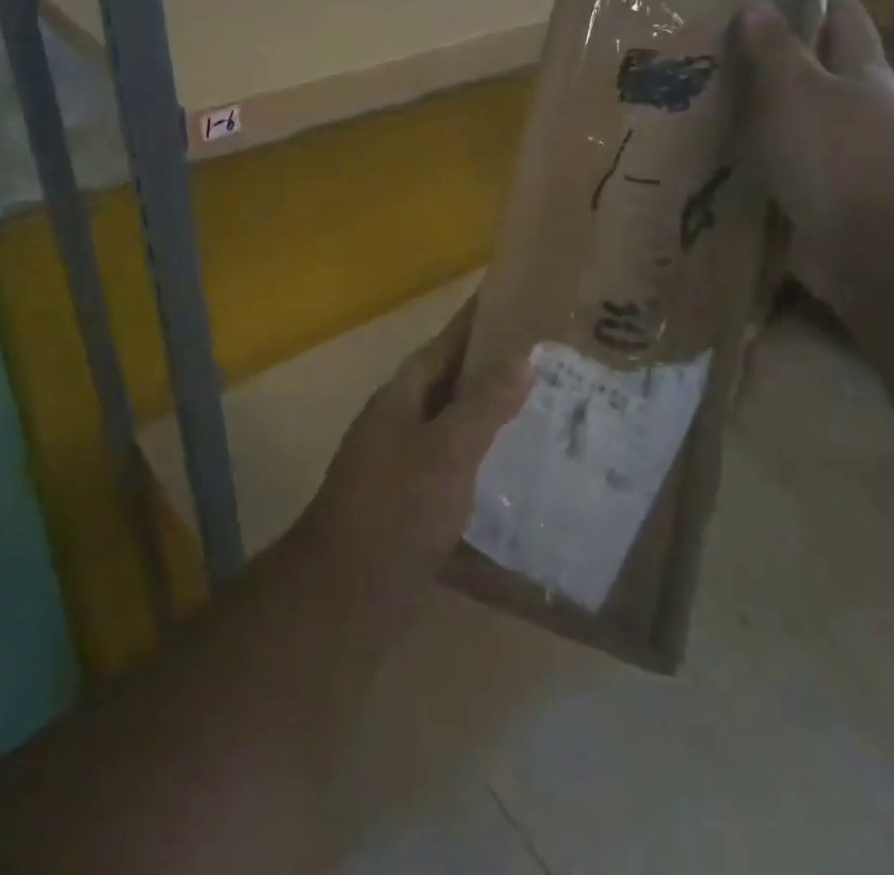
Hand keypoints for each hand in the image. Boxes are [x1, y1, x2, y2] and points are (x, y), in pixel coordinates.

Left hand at [305, 299, 529, 603]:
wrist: (349, 592)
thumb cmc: (398, 507)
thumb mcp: (447, 450)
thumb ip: (483, 404)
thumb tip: (521, 358)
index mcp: (400, 398)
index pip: (442, 346)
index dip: (473, 324)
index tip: (509, 301)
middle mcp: (397, 423)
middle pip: (447, 385)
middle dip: (489, 370)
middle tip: (544, 359)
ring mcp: (401, 465)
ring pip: (452, 429)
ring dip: (489, 418)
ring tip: (542, 411)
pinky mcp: (411, 505)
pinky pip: (454, 471)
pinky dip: (483, 465)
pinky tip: (518, 476)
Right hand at [737, 0, 893, 304]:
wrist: (875, 246)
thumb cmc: (836, 153)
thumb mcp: (796, 90)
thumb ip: (774, 48)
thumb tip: (756, 1)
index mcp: (862, 71)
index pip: (844, 15)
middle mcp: (859, 107)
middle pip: (820, 66)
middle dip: (777, 51)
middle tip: (718, 41)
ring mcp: (844, 153)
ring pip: (797, 116)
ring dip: (760, 106)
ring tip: (707, 95)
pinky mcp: (824, 192)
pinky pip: (784, 160)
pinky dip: (757, 151)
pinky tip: (720, 152)